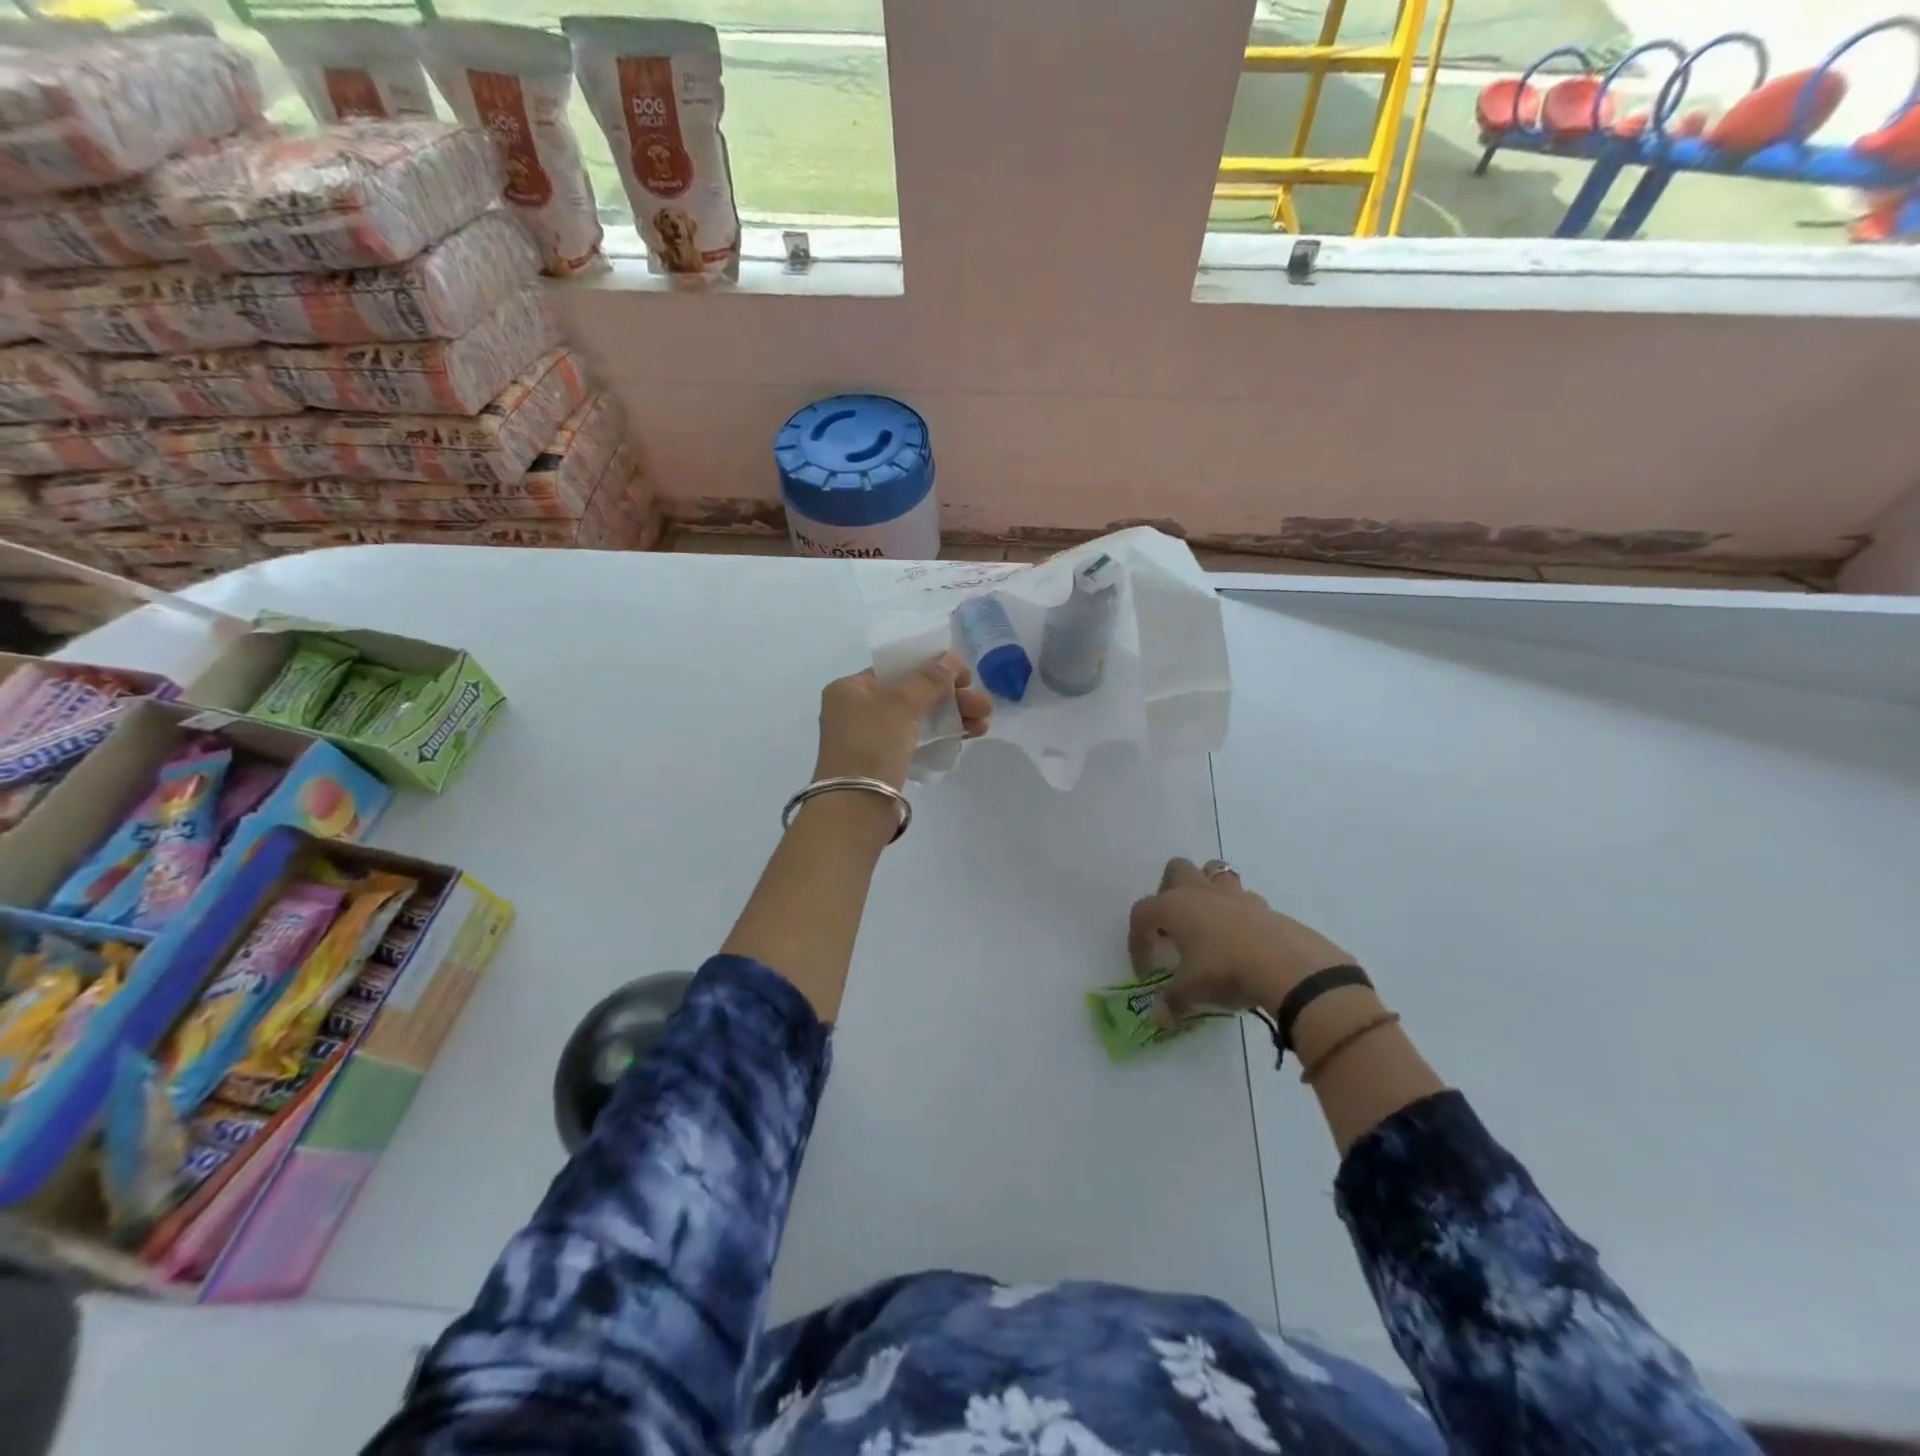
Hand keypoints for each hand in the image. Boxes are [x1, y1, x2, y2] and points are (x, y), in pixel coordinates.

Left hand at [814, 651, 991, 790]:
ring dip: (953, 716)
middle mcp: (857, 709)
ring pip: (919, 718)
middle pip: (912, 693)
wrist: (856, 808)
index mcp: (850, 689)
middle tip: (984, 705)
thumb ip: (929, 679)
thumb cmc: (871, 745)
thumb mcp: (900, 704)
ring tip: (985, 723)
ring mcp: (871, 737)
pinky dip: (941, 735)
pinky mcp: (884, 762)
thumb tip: (952, 656)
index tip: (964, 675)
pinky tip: (969, 735)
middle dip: (951, 697)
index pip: (896, 668)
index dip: (932, 667)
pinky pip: (917, 739)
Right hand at [1128, 858, 1351, 1022]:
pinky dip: (1237, 910)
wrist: (1286, 965)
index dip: (1137, 940)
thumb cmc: (1225, 971)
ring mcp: (1233, 894)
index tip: (1146, 970)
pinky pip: (1243, 896)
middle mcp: (1199, 891)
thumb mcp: (1191, 992)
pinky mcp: (1262, 904)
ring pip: (1212, 871)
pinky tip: (1240, 935)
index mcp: (1172, 907)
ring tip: (1207, 918)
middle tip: (1173, 924)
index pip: (1141, 914)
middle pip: (1175, 870)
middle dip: (1169, 890)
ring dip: (1205, 888)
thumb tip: (1157, 1019)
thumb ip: (1171, 1002)